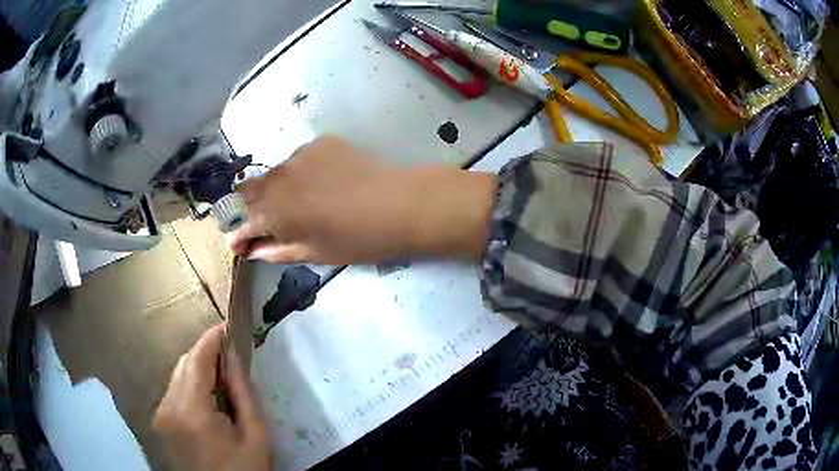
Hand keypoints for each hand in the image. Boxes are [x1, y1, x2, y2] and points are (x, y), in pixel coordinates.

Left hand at [153, 325, 272, 470]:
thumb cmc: (244, 469)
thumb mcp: (256, 435)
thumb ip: (245, 393)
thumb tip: (235, 358)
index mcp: (191, 409)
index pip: (196, 359)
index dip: (211, 340)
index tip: (227, 328)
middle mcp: (168, 406)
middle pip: (183, 365)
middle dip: (205, 354)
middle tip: (230, 355)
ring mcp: (161, 415)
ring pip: (176, 377)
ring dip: (197, 371)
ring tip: (222, 377)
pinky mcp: (161, 423)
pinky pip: (174, 393)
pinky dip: (190, 387)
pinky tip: (208, 399)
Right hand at [230, 136, 496, 264]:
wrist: (400, 203)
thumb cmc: (357, 238)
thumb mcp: (314, 253)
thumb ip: (276, 250)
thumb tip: (253, 249)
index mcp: (274, 211)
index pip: (241, 222)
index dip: (237, 235)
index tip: (239, 244)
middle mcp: (278, 178)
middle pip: (249, 191)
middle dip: (249, 209)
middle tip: (264, 223)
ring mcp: (299, 155)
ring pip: (274, 174)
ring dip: (274, 190)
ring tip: (296, 203)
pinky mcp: (320, 143)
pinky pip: (298, 160)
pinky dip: (300, 174)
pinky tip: (322, 183)